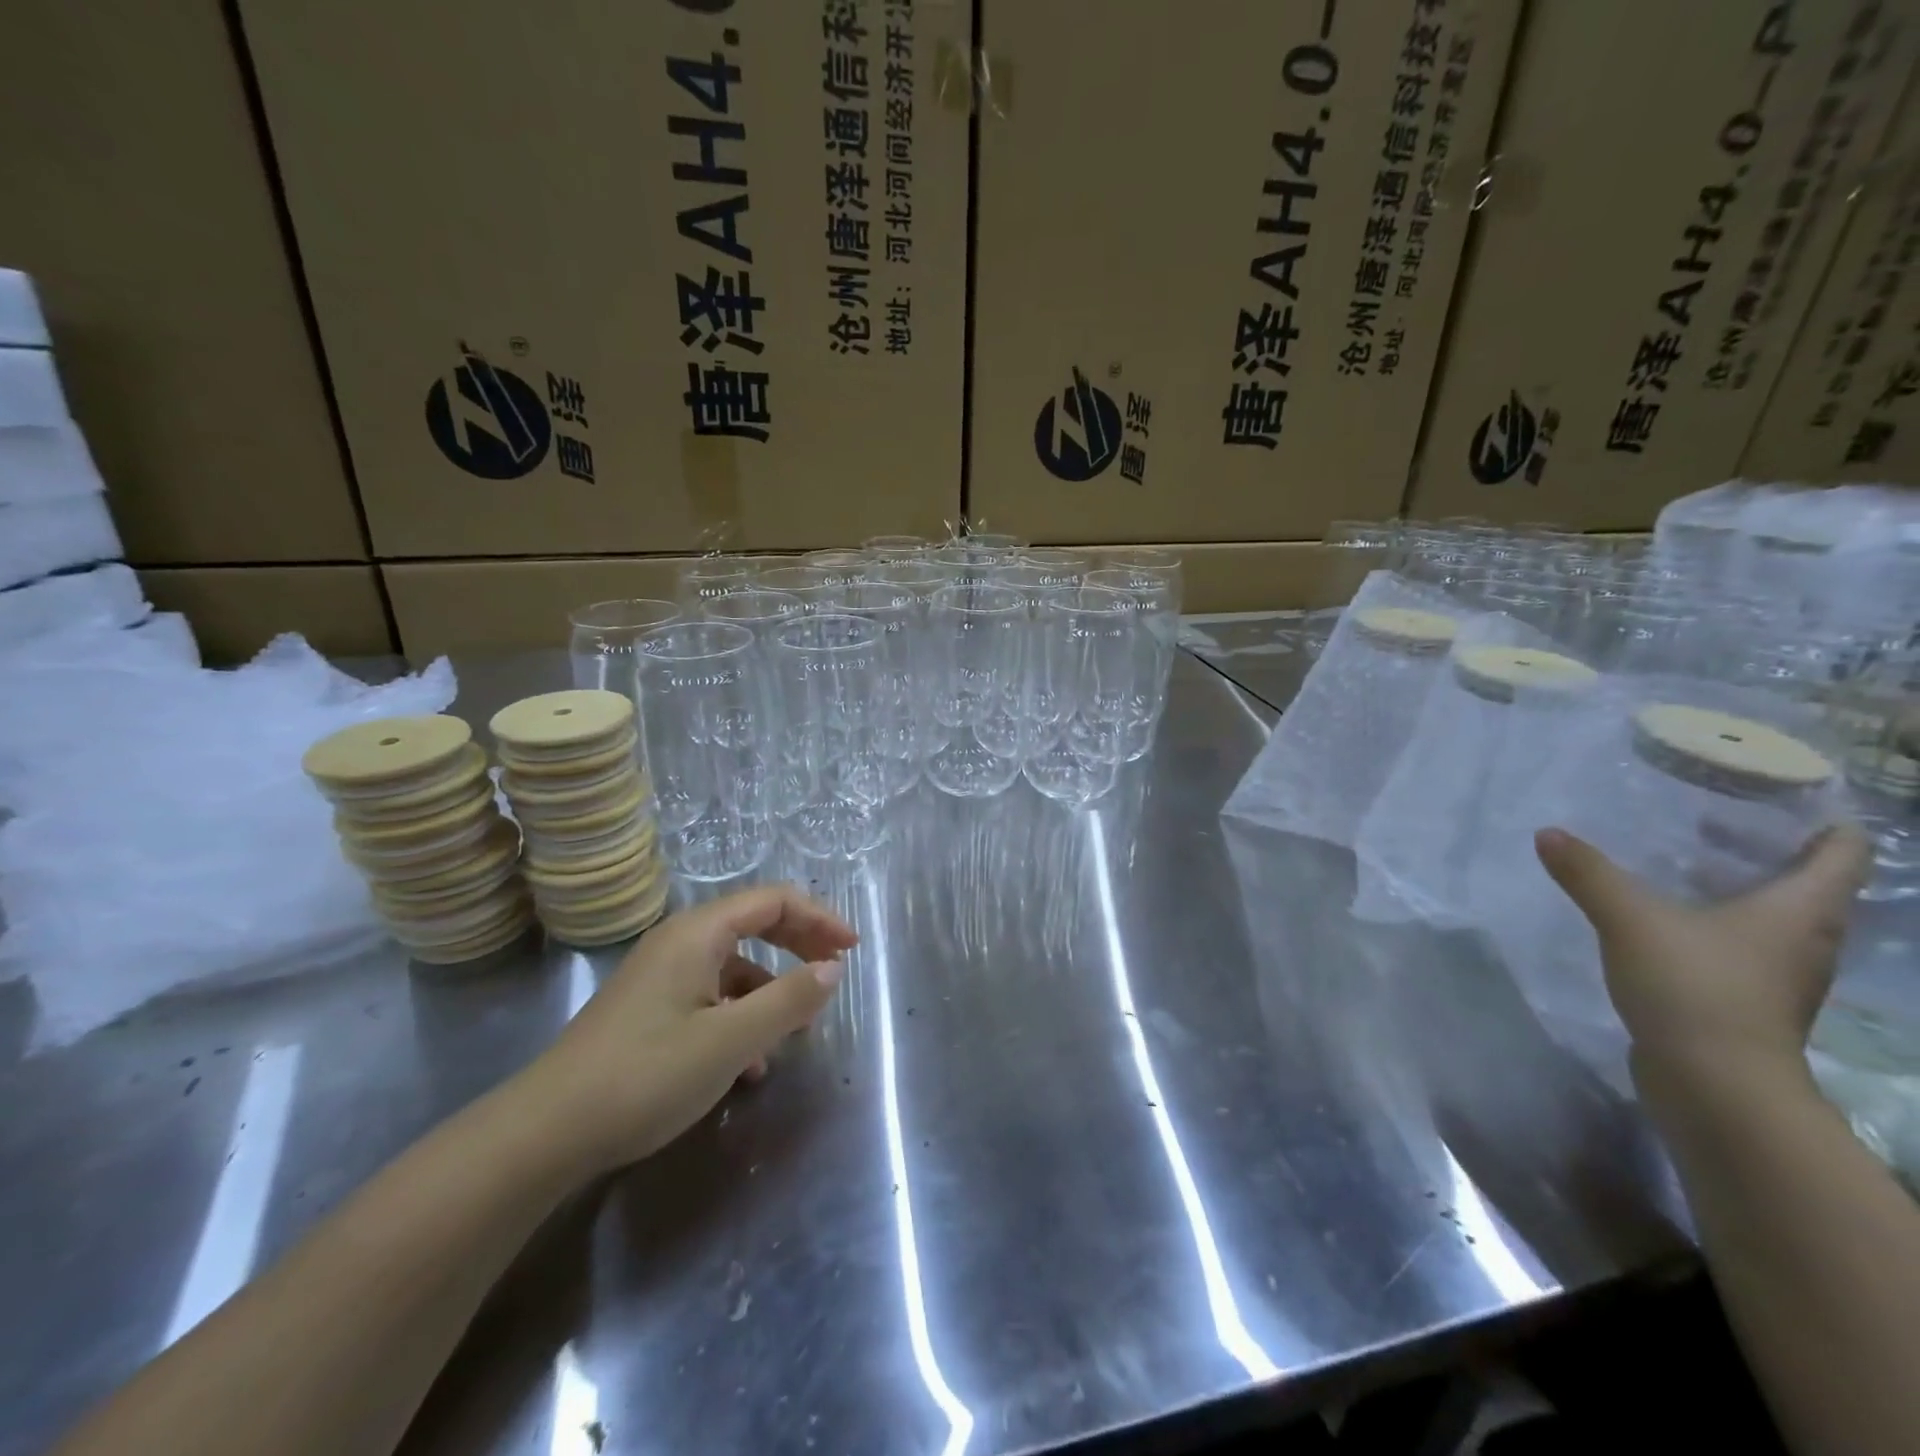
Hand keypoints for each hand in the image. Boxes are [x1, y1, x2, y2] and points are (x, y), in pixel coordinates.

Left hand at [518, 885, 857, 1176]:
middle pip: (755, 925)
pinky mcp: (650, 1010)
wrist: (545, 1133)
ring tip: (793, 1032)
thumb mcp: (731, 1041)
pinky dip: (741, 1017)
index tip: (852, 949)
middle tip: (834, 973)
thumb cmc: (646, 1075)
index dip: (819, 918)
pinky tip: (748, 1066)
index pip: (773, 900)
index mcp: (699, 934)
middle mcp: (680, 943)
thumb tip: (833, 969)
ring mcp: (661, 976)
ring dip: (771, 990)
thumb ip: (789, 1000)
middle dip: (800, 946)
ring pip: (734, 967)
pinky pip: (711, 997)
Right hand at [1534, 825, 1869, 1081]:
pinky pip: (1746, 945)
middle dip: (1769, 849)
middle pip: (1810, 883)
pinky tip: (1671, 919)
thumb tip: (1548, 833)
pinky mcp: (1751, 1000)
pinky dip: (1720, 922)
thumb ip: (1589, 874)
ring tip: (1686, 863)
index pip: (1842, 852)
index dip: (1825, 820)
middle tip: (1713, 819)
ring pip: (1776, 916)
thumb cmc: (1695, 987)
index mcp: (1801, 910)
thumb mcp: (1630, 920)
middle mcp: (1807, 939)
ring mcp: (1782, 975)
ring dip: (1742, 888)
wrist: (1715, 1085)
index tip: (1785, 794)